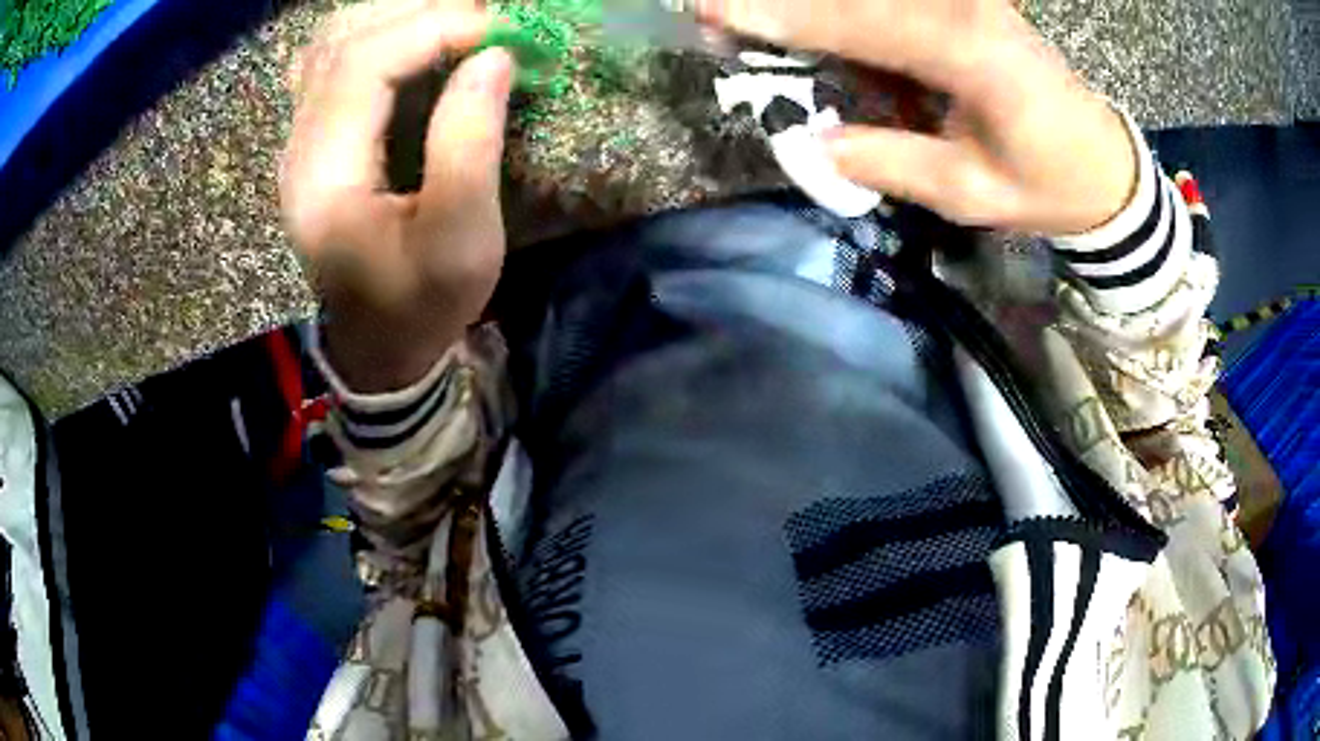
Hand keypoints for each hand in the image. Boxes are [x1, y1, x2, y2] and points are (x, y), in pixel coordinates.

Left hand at [281, 0, 513, 391]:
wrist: (377, 345)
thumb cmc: (420, 303)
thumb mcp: (460, 239)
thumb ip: (469, 142)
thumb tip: (494, 57)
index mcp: (324, 177)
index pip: (362, 65)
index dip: (431, 28)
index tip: (499, 26)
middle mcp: (298, 148)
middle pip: (340, 41)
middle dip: (416, 12)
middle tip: (484, 14)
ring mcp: (300, 142)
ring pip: (330, 44)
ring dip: (394, 17)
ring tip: (456, 19)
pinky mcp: (314, 142)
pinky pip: (331, 63)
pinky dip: (374, 35)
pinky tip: (412, 38)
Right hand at [703, 0, 1138, 234]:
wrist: (1104, 163)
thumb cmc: (1047, 184)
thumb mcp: (971, 192)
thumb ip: (892, 163)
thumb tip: (813, 144)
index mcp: (970, 54)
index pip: (862, 23)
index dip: (786, 19)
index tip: (716, 14)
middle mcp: (965, 9)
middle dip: (789, 5)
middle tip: (719, 12)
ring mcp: (968, 1)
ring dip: (819, 12)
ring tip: (763, 27)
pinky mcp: (968, 5)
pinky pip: (896, 7)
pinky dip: (855, 23)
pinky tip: (835, 43)